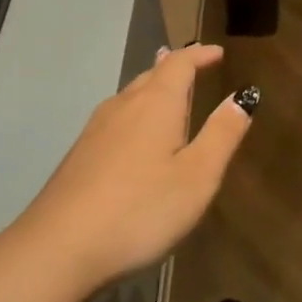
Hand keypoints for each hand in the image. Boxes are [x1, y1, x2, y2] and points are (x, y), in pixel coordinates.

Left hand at [14, 44, 254, 291]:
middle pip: (151, 74)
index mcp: (156, 104)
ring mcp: (96, 130)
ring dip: (153, 86)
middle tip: (195, 65)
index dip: (200, 55)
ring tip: (166, 88)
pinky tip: (133, 131)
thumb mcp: (197, 176)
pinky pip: (116, 117)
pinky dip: (136, 111)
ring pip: (130, 95)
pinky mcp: (80, 155)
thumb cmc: (140, 210)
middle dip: (175, 66)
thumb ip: (222, 134)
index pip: (180, 63)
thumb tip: (243, 95)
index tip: (218, 52)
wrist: (58, 248)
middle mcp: (123, 107)